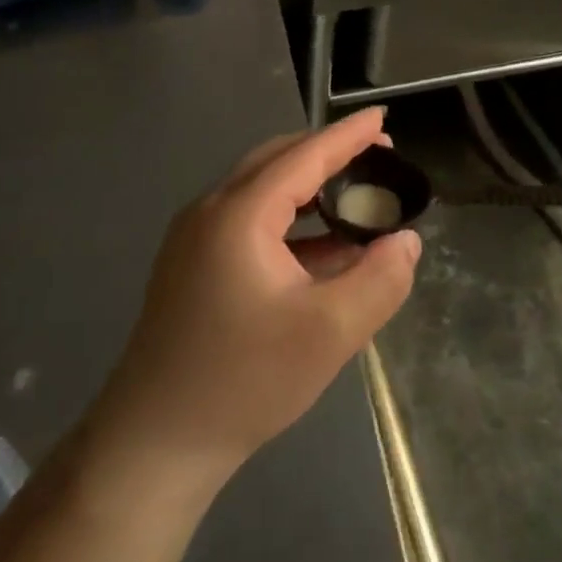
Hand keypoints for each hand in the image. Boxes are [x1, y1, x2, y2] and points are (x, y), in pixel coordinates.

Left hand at [93, 108, 421, 477]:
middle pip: (277, 162)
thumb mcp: (330, 332)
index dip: (348, 136)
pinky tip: (323, 248)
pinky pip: (250, 223)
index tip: (382, 117)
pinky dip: (291, 223)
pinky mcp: (193, 268)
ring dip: (310, 189)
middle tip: (377, 157)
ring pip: (262, 192)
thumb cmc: (244, 381)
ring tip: (357, 198)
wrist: (155, 444)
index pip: (304, 156)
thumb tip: (406, 241)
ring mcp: (195, 241)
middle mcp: (210, 213)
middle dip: (328, 154)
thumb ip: (380, 279)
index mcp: (239, 214)